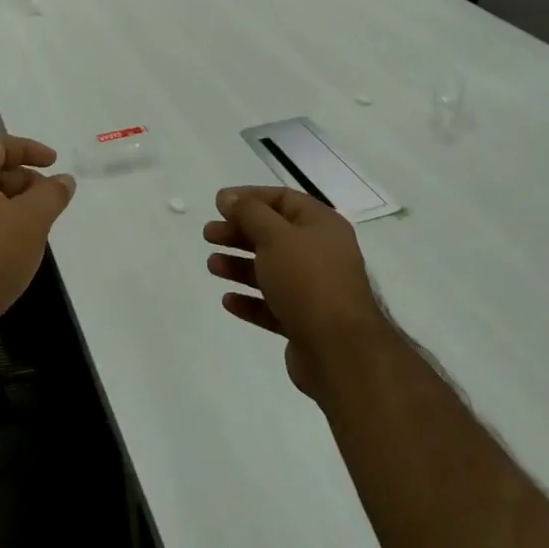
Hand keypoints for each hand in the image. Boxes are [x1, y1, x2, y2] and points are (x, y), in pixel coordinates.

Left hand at [0, 136, 76, 368]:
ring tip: (40, 227)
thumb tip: (64, 179)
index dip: (28, 148)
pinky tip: (17, 253)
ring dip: (14, 208)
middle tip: (50, 199)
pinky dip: (0, 230)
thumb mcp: (30, 221)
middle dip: (24, 180)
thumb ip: (51, 195)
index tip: (54, 163)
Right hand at [205, 186, 392, 398]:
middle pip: (273, 234)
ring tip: (212, 266)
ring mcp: (314, 290)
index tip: (218, 204)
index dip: (249, 197)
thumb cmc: (307, 280)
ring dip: (239, 265)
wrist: (339, 350)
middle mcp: (321, 253)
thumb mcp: (275, 236)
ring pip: (270, 270)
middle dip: (239, 232)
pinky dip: (250, 300)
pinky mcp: (304, 322)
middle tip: (208, 235)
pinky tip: (228, 300)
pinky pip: (272, 305)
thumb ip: (249, 212)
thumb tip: (228, 196)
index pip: (283, 199)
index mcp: (322, 225)